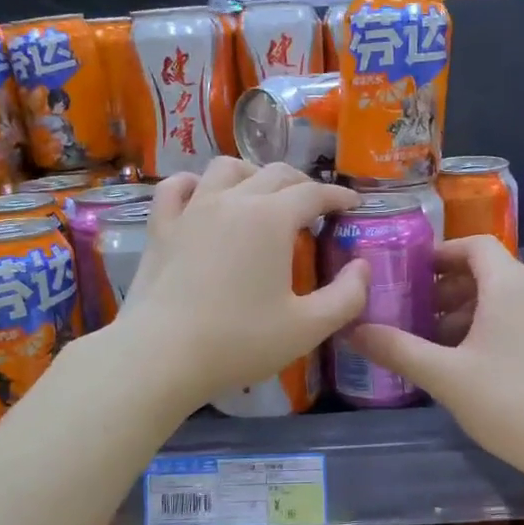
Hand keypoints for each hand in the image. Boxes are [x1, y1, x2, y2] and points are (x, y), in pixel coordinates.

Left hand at [105, 158, 368, 410]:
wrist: (162, 355)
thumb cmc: (239, 342)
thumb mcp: (308, 328)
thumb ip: (347, 296)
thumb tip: (362, 267)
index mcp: (272, 218)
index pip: (314, 193)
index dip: (338, 195)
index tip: (352, 205)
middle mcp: (233, 200)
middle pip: (275, 174)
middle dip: (302, 184)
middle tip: (315, 206)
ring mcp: (192, 209)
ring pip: (226, 169)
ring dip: (252, 174)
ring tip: (262, 194)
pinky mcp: (161, 227)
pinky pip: (176, 187)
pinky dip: (195, 183)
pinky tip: (201, 194)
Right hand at [347, 235, 523, 486]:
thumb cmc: (509, 401)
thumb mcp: (445, 376)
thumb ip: (397, 349)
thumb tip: (353, 330)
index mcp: (510, 285)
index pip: (475, 245)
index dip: (441, 253)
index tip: (412, 273)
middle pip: (489, 271)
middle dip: (448, 288)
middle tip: (415, 312)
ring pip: (505, 298)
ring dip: (468, 311)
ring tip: (437, 342)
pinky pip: (522, 319)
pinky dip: (493, 327)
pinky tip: (473, 364)